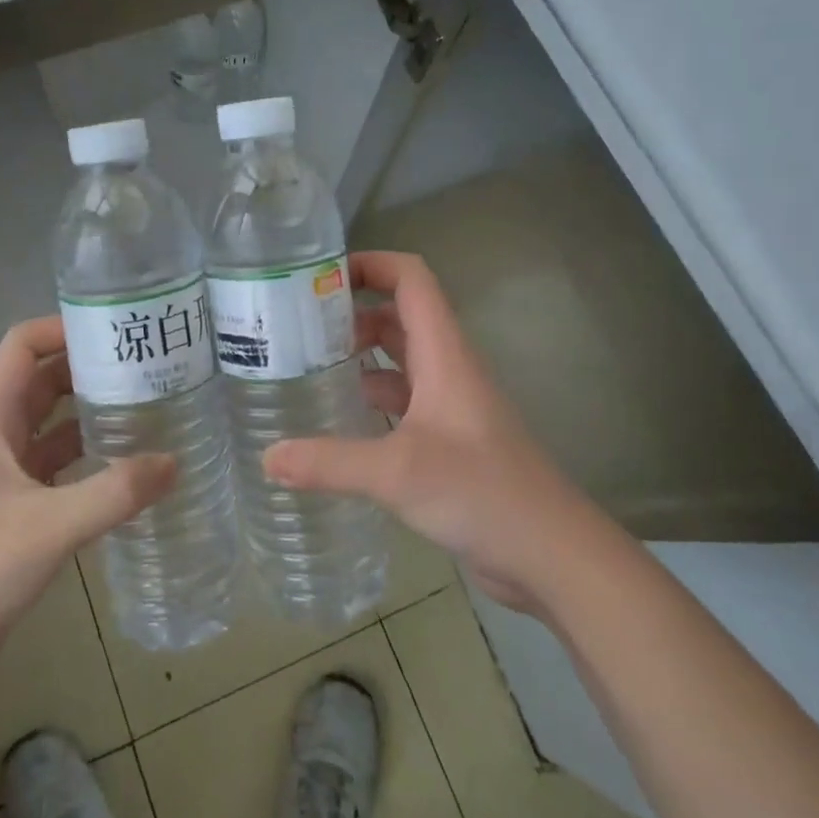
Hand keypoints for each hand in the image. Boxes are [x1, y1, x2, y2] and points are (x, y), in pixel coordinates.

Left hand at [0, 317, 176, 709]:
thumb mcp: (48, 528)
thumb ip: (114, 493)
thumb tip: (174, 463)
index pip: (22, 347)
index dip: (63, 328)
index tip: (116, 329)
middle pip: (42, 381)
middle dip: (89, 367)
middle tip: (146, 365)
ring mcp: (1, 476)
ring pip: (51, 425)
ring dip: (91, 412)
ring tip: (147, 406)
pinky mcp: (12, 511)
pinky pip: (56, 467)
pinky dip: (88, 458)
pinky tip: (127, 466)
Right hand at [264, 251, 583, 612]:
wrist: (552, 553)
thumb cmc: (482, 493)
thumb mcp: (398, 473)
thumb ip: (330, 462)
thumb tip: (266, 457)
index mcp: (444, 353)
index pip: (411, 279)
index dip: (370, 264)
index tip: (319, 276)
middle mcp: (447, 368)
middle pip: (398, 316)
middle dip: (350, 311)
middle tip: (296, 325)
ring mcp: (449, 405)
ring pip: (399, 360)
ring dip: (358, 355)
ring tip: (305, 365)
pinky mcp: (447, 439)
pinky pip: (402, 400)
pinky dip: (371, 397)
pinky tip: (337, 418)